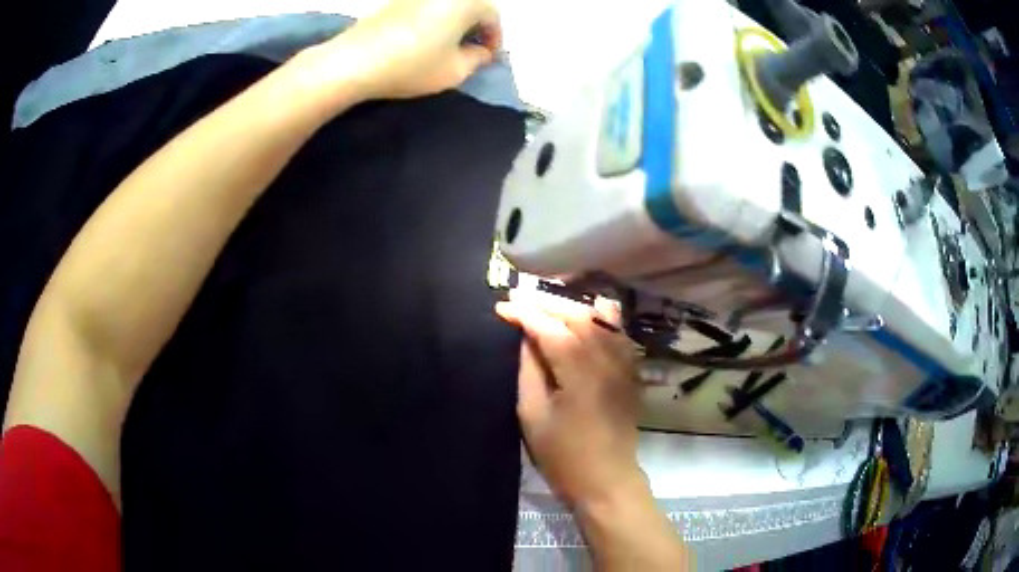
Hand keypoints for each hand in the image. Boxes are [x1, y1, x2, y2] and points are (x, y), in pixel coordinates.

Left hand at [320, 0, 501, 99]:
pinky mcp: (394, 2)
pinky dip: (432, 21)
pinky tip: (422, 40)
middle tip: (469, 52)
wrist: (354, 61)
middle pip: (470, 6)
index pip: (493, 16)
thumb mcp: (455, 71)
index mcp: (464, 2)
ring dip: (453, 23)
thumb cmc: (411, 65)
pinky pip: (425, 8)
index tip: (487, 58)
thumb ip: (477, 59)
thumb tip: (480, 51)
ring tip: (445, 47)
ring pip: (446, 6)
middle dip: (474, 28)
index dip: (494, 38)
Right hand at [495, 290, 644, 507]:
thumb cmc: (562, 455)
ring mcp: (624, 363)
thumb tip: (526, 337)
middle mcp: (607, 358)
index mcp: (580, 371)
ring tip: (547, 303)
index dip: (525, 314)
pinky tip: (587, 315)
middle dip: (547, 302)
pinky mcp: (630, 372)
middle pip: (578, 315)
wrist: (606, 479)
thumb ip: (529, 370)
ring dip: (572, 306)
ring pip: (601, 319)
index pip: (551, 329)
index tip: (502, 307)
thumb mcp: (533, 415)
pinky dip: (600, 318)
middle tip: (520, 297)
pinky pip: (618, 333)